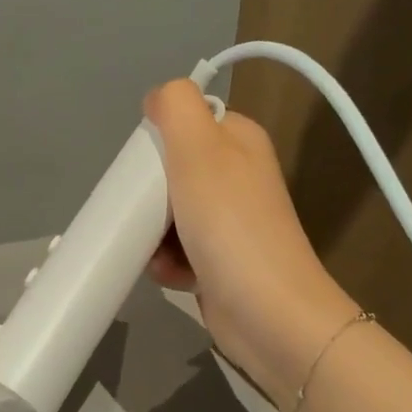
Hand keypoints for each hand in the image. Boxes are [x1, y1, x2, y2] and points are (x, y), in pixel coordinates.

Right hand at [143, 81, 357, 409]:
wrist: (269, 315)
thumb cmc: (230, 227)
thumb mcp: (200, 151)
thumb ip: (177, 108)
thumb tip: (158, 96)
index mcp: (239, 141)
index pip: (183, 124)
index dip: (156, 145)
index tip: (142, 171)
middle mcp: (236, 177)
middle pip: (169, 173)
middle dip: (148, 198)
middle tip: (144, 215)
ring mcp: (229, 222)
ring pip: (167, 215)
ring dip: (151, 234)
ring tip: (157, 253)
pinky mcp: (220, 262)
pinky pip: (177, 251)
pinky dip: (166, 263)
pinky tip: (170, 275)